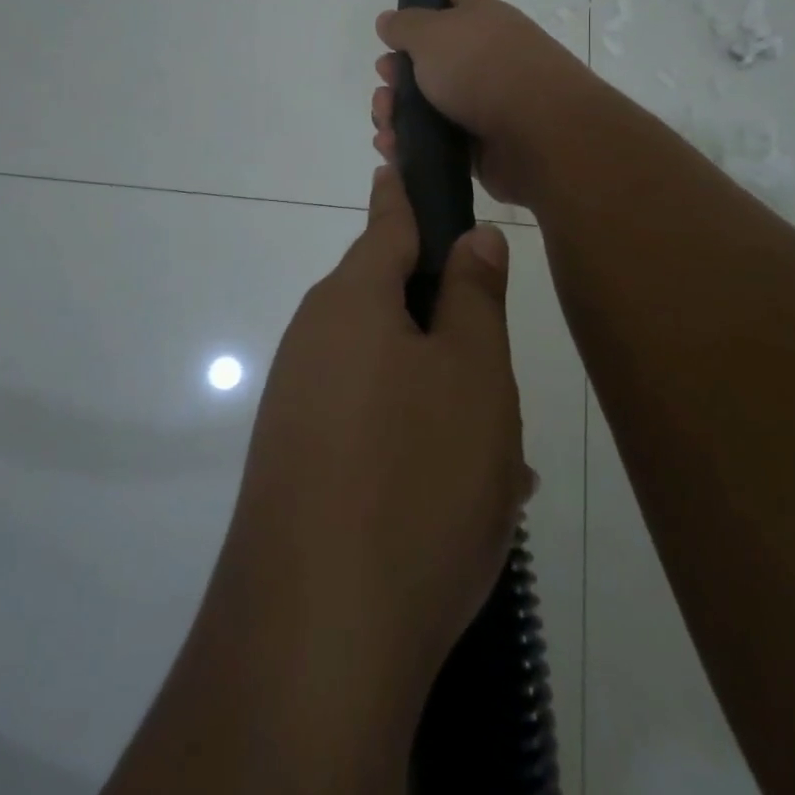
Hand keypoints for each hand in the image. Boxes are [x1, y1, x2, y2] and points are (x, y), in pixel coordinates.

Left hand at [215, 165, 531, 719]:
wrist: (314, 637)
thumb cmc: (414, 476)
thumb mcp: (471, 376)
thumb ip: (472, 297)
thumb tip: (470, 237)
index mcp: (352, 301)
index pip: (386, 222)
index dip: (404, 191)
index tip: (403, 156)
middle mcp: (314, 339)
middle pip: (388, 301)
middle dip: (443, 318)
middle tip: (498, 359)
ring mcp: (299, 402)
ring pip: (386, 369)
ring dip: (438, 390)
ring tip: (495, 448)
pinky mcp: (297, 461)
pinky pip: (368, 422)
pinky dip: (414, 437)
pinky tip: (456, 492)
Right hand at [373, 0, 597, 207]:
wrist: (537, 133)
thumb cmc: (483, 67)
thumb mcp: (433, 34)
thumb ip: (406, 26)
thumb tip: (389, 21)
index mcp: (480, 17)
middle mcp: (484, 55)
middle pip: (432, 54)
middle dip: (398, 66)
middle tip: (386, 75)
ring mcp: (484, 101)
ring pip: (426, 101)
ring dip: (396, 109)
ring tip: (385, 120)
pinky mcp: (479, 143)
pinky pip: (434, 140)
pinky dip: (410, 143)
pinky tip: (392, 145)